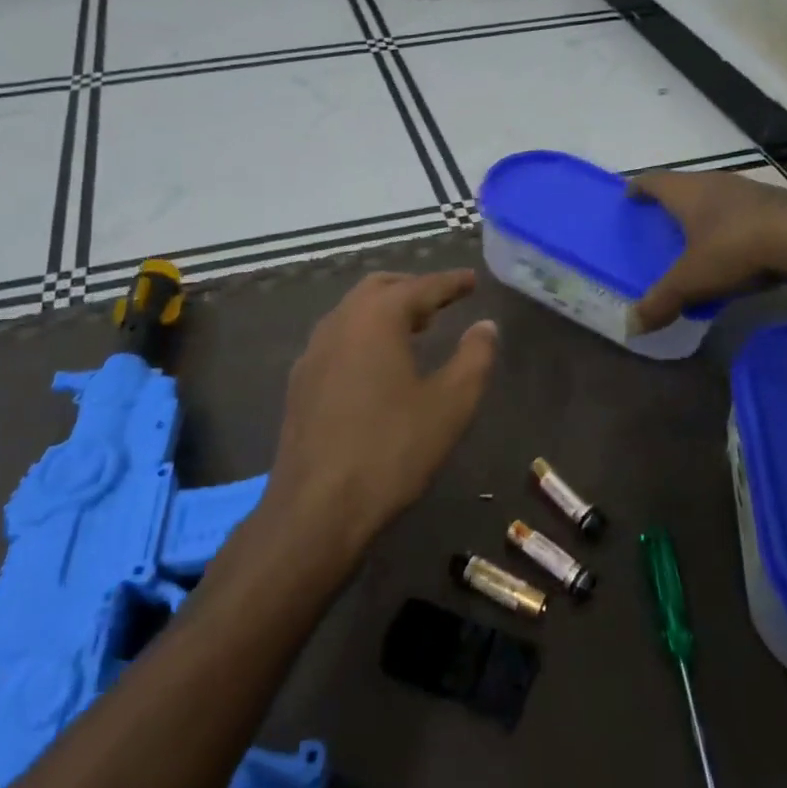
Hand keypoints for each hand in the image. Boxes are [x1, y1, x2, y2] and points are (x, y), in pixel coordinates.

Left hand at [263, 270, 497, 564]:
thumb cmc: (391, 450)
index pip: (420, 287)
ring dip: (385, 311)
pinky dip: (364, 335)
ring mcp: (313, 352)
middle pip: (379, 289)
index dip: (450, 283)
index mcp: (375, 319)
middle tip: (442, 301)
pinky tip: (377, 364)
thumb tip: (486, 325)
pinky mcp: (300, 381)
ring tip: (415, 328)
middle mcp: (339, 323)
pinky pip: (338, 339)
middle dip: (413, 289)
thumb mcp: (449, 405)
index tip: (471, 280)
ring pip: (353, 313)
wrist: (315, 507)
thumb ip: (473, 358)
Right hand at [630, 171, 786, 330]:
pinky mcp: (781, 205)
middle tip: (661, 220)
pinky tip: (739, 248)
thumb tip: (631, 327)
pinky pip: (746, 212)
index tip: (629, 196)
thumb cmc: (735, 249)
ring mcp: (752, 190)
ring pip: (719, 196)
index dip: (639, 187)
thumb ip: (661, 302)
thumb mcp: (691, 281)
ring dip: (707, 212)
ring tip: (699, 235)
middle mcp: (717, 182)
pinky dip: (735, 226)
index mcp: (688, 192)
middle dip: (673, 201)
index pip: (654, 180)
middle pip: (687, 185)